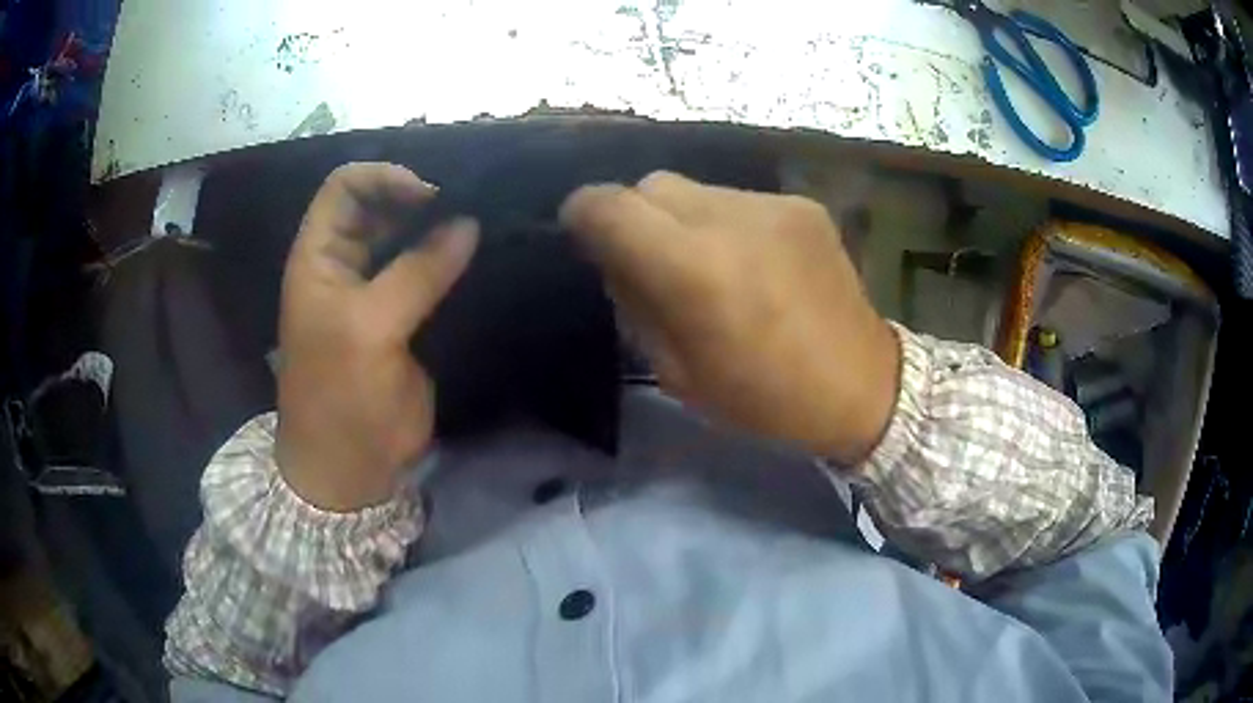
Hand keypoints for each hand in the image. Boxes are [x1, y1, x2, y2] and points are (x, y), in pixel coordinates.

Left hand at [276, 163, 478, 510]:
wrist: (349, 468)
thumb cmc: (340, 397)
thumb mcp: (369, 329)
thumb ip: (416, 272)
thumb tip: (467, 224)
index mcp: (319, 257)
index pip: (345, 188)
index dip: (384, 178)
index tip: (431, 193)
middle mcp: (344, 264)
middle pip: (379, 205)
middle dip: (419, 196)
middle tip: (470, 201)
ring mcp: (375, 290)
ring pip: (406, 236)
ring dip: (439, 225)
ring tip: (483, 218)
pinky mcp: (404, 317)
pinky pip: (427, 272)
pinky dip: (449, 258)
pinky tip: (479, 252)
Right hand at [560, 172, 898, 464]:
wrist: (863, 386)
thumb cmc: (766, 399)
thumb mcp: (679, 372)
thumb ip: (636, 305)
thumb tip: (617, 260)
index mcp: (692, 269)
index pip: (607, 206)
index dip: (583, 214)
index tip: (584, 236)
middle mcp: (728, 218)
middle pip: (649, 185)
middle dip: (633, 216)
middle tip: (650, 260)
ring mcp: (771, 205)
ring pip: (693, 188)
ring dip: (681, 219)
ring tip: (708, 264)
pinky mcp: (802, 204)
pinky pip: (738, 199)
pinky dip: (726, 223)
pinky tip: (753, 261)